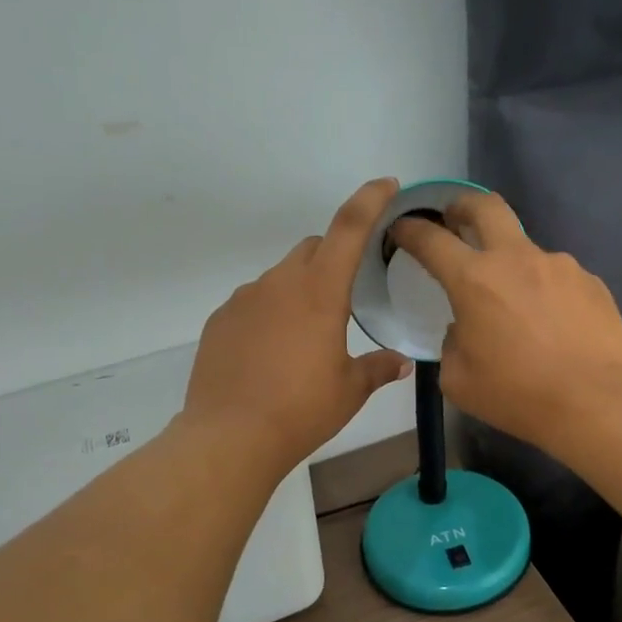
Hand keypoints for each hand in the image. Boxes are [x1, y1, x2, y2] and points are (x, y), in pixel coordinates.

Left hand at [184, 179, 412, 474]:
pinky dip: (269, 313)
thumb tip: (401, 362)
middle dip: (332, 258)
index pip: (348, 228)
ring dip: (299, 291)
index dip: (369, 200)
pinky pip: (253, 303)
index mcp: (320, 292)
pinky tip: (271, 353)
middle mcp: (279, 283)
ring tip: (305, 337)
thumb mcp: (350, 390)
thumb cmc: (301, 410)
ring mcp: (244, 299)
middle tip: (344, 296)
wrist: (229, 437)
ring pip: (280, 277)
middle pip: (311, 249)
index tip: (386, 184)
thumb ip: (378, 368)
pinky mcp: (219, 320)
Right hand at [388, 193, 621, 450]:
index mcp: (474, 280)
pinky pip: (557, 278)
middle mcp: (517, 259)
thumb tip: (466, 328)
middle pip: (485, 206)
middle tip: (454, 218)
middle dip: (462, 205)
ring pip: (525, 250)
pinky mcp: (591, 282)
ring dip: (510, 264)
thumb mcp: (459, 379)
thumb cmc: (518, 394)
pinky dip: (544, 291)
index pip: (431, 240)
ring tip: (516, 305)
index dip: (410, 229)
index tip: (402, 228)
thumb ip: (453, 342)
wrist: (595, 402)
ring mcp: (560, 266)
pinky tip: (552, 324)